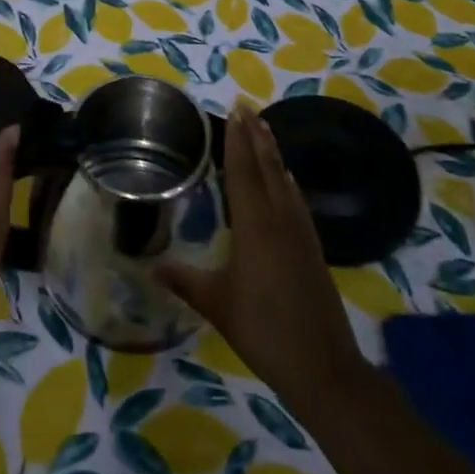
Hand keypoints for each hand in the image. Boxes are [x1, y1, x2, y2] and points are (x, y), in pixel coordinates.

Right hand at [156, 106, 369, 422]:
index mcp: (255, 227)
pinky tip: (287, 178)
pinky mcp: (312, 248)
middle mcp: (280, 221)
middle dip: (256, 136)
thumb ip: (185, 281)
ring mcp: (300, 233)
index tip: (235, 111)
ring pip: (284, 181)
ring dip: (272, 152)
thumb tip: (150, 268)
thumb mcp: (217, 305)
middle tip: (247, 106)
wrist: (324, 367)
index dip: (237, 141)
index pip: (243, 173)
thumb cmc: (264, 332)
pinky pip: (296, 200)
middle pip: (267, 168)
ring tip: (263, 128)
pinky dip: (286, 180)